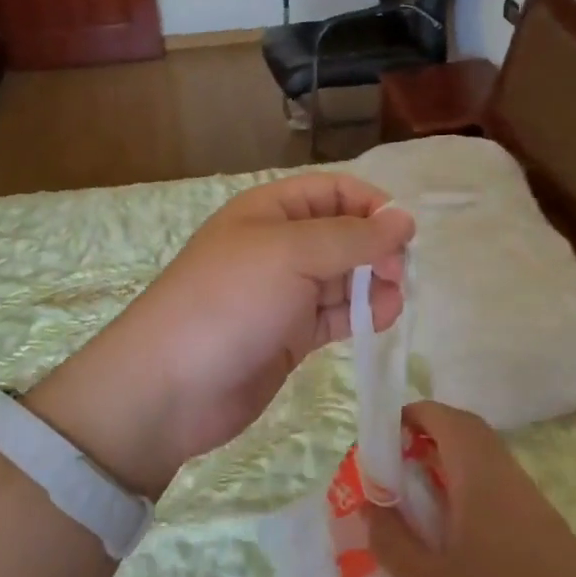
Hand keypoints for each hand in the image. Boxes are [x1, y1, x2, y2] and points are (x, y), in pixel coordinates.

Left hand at [30, 173, 414, 496]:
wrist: (171, 386)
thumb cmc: (230, 301)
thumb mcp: (291, 253)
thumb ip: (353, 237)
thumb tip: (404, 219)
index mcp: (270, 210)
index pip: (332, 191)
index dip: (370, 204)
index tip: (403, 232)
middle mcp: (279, 246)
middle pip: (342, 233)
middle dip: (375, 247)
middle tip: (397, 272)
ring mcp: (284, 292)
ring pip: (343, 276)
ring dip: (373, 283)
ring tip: (391, 301)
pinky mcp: (290, 334)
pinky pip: (335, 314)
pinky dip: (360, 314)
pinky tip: (379, 319)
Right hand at [365, 401, 575, 576]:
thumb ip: (391, 540)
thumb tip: (372, 505)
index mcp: (482, 480)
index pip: (448, 420)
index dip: (415, 415)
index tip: (387, 435)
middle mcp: (512, 480)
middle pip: (471, 433)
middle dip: (433, 435)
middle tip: (400, 466)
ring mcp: (538, 506)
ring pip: (491, 462)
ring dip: (455, 465)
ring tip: (425, 504)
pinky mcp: (552, 533)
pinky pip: (506, 491)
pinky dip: (477, 491)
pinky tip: (465, 540)